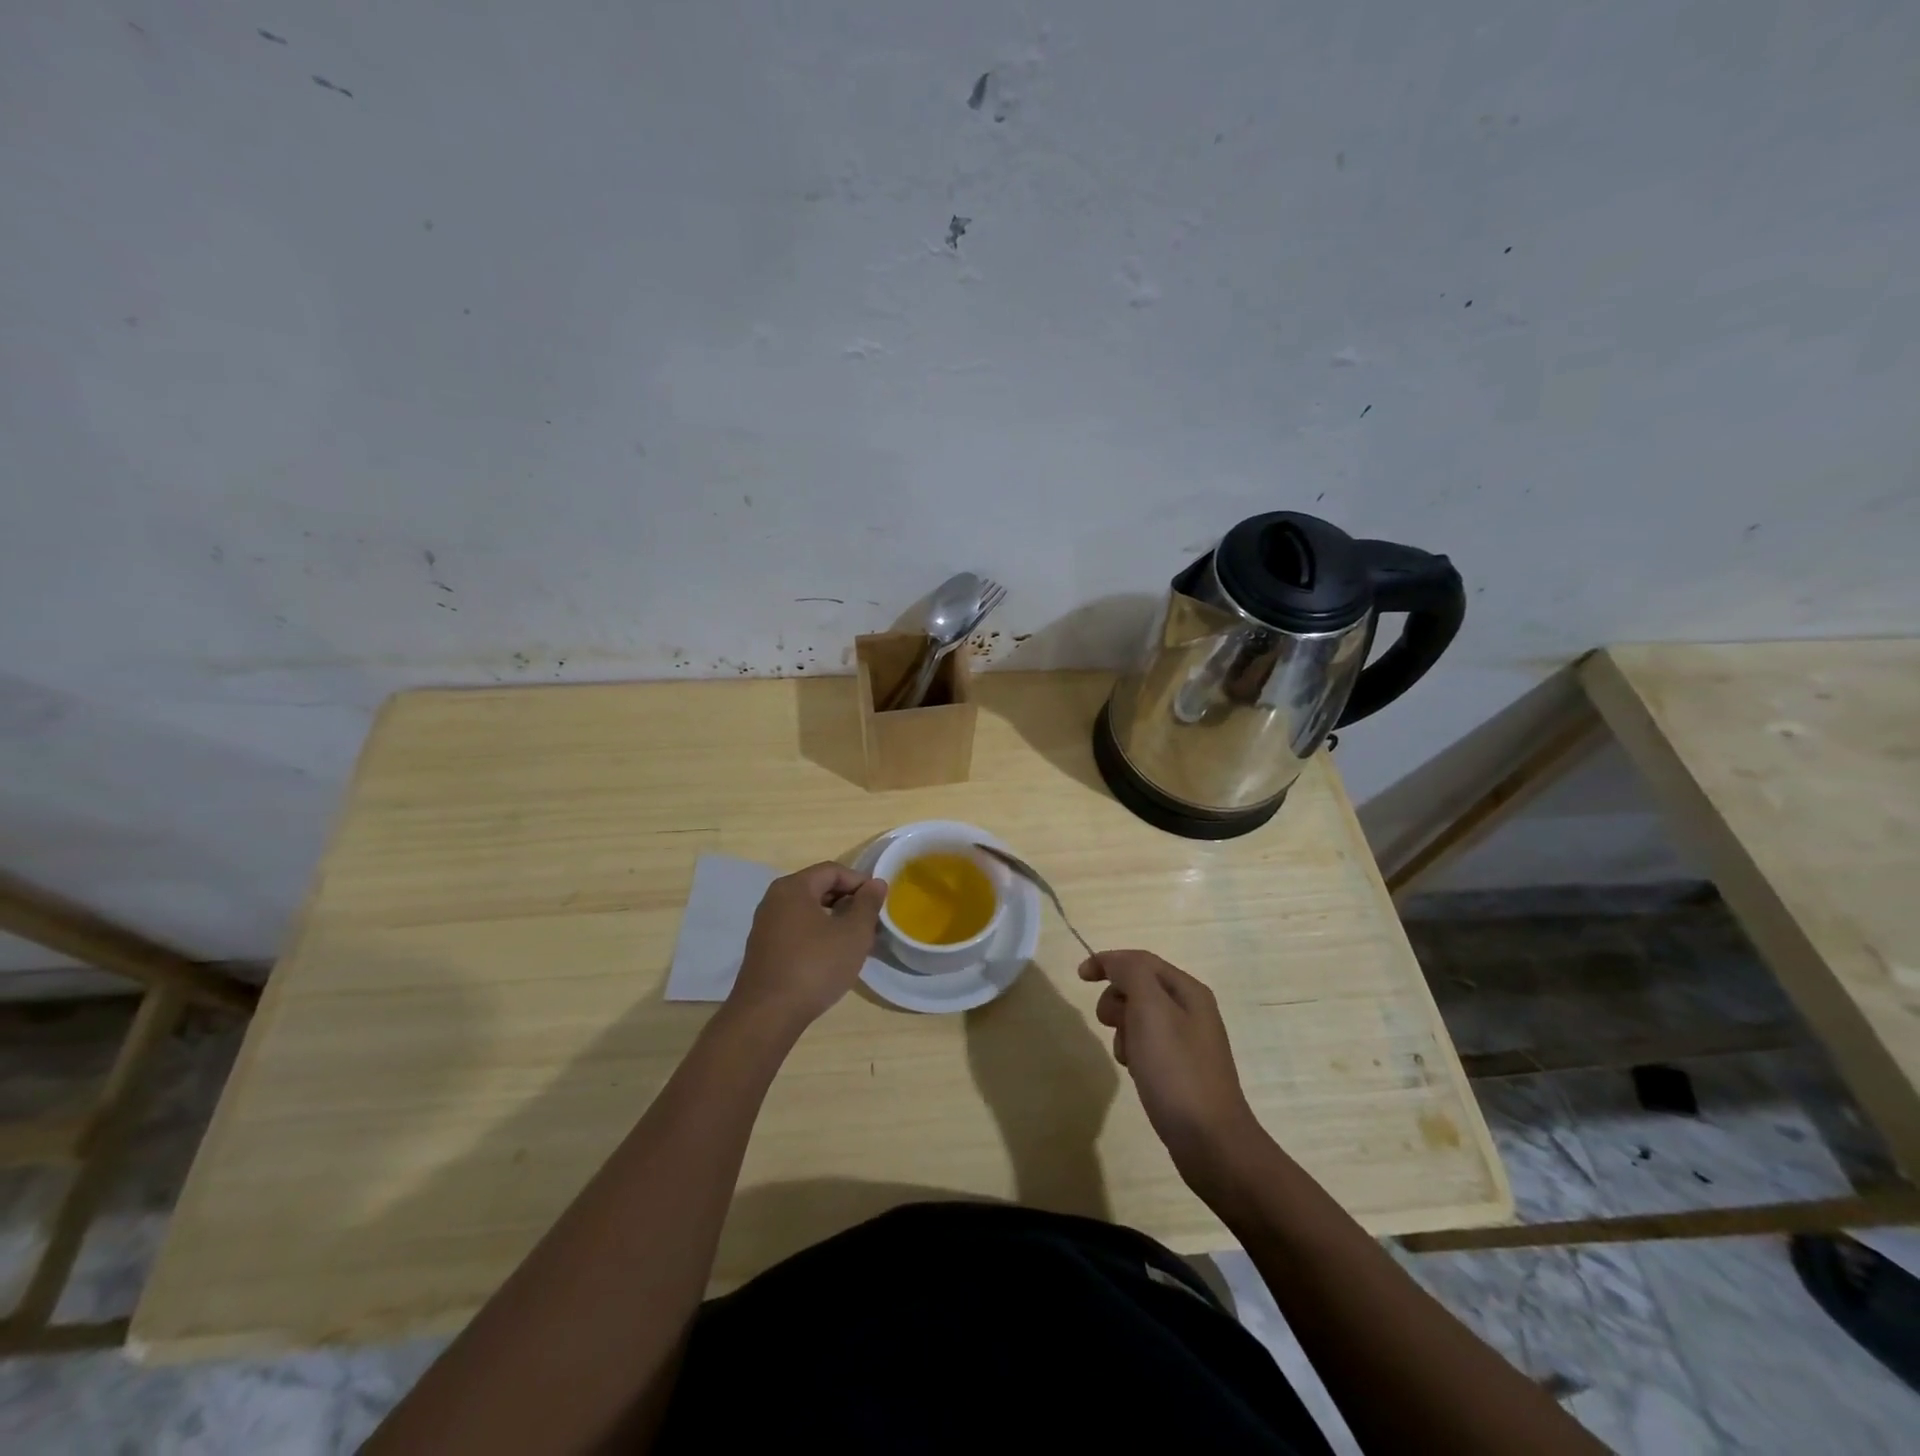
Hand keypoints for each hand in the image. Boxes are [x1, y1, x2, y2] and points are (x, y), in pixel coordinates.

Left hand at [729, 863, 886, 1033]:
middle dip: (848, 901)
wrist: (767, 1015)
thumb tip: (875, 883)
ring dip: (834, 920)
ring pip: (808, 911)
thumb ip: (867, 904)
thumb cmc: (814, 966)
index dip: (860, 882)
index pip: (833, 870)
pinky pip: (796, 930)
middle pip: (818, 888)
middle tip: (871, 922)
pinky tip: (832, 957)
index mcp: (794, 888)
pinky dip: (818, 935)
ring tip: (855, 941)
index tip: (879, 902)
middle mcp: (774, 900)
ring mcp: (765, 925)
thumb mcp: (853, 934)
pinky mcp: (763, 949)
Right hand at [1080, 950, 1264, 1185]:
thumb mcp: (1151, 1010)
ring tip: (1126, 1055)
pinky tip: (1136, 1072)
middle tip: (1108, 1023)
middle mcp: (1192, 1010)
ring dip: (1123, 1029)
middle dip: (1117, 1000)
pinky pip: (1148, 1045)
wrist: (1211, 1141)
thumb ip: (1131, 974)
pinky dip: (1134, 1051)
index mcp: (1188, 991)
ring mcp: (1189, 1042)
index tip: (1080, 977)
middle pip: (1140, 987)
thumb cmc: (1176, 1070)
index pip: (1141, 960)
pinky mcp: (1183, 1070)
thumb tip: (1114, 962)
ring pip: (1141, 1018)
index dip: (1108, 962)